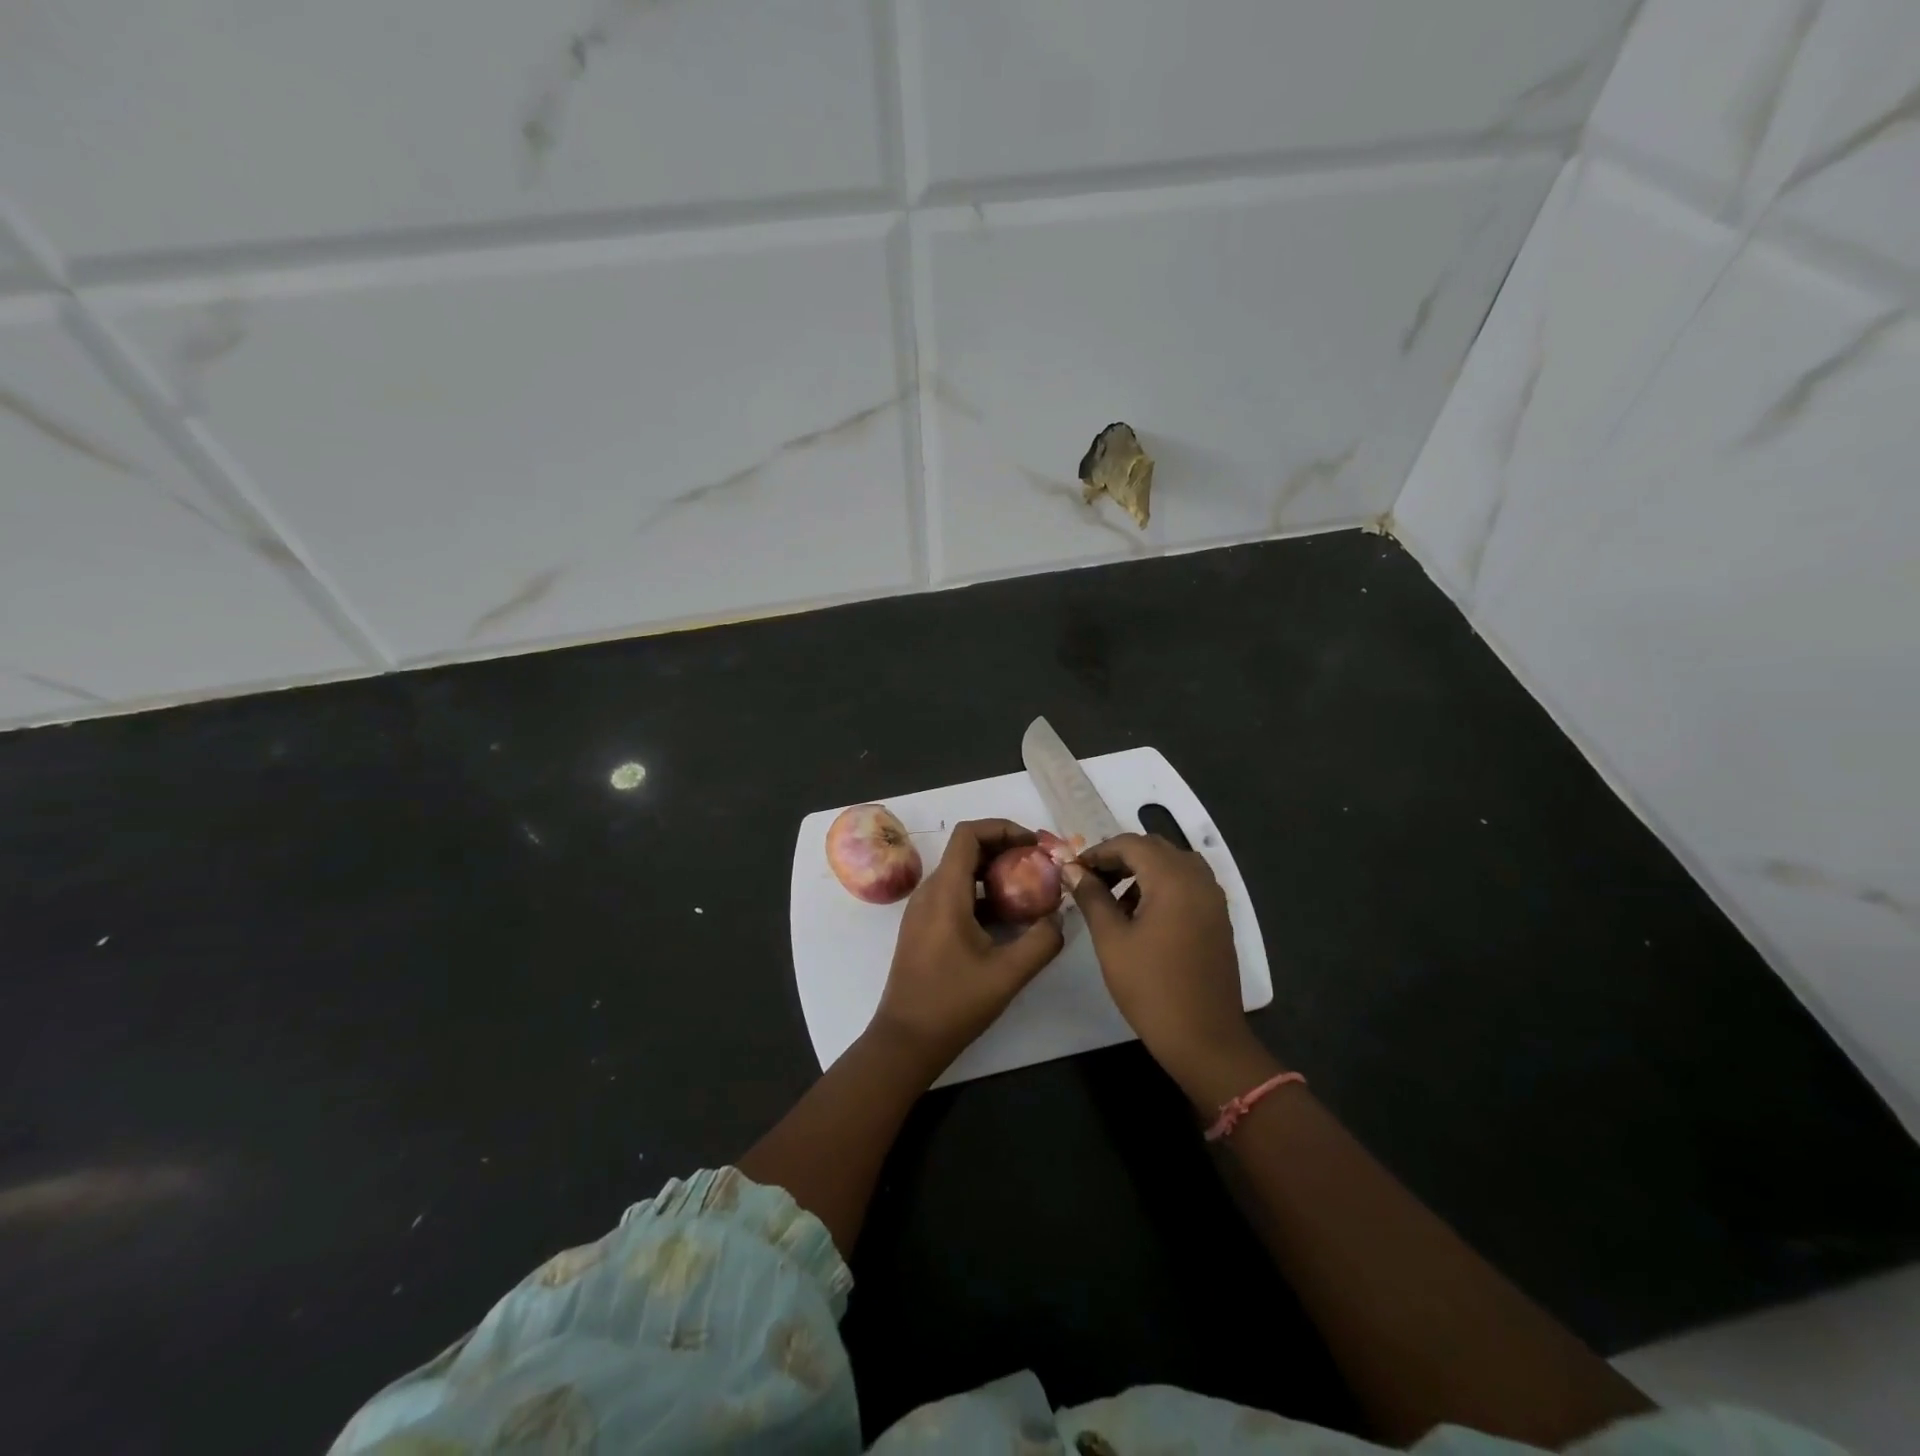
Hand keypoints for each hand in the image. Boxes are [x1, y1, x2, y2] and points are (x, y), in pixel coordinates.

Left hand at [870, 819, 1064, 1076]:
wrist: (906, 1040)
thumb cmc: (953, 1003)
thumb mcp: (1008, 973)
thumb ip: (1042, 940)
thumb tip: (1060, 917)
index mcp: (945, 892)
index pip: (969, 834)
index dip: (1003, 829)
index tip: (1035, 845)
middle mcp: (930, 892)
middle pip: (967, 850)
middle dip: (1006, 851)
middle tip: (1040, 867)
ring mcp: (923, 910)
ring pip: (961, 873)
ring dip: (995, 874)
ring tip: (1030, 892)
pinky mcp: (924, 927)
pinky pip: (955, 895)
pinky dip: (982, 894)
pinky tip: (1008, 920)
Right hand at [1071, 832, 1259, 1093]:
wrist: (1204, 1038)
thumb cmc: (1151, 987)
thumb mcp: (1111, 939)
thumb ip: (1092, 897)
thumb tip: (1072, 869)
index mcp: (1173, 878)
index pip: (1131, 843)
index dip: (1099, 851)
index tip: (1074, 870)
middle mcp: (1198, 879)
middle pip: (1155, 848)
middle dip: (1120, 857)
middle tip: (1091, 880)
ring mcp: (1213, 899)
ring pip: (1173, 864)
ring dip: (1142, 870)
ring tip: (1113, 898)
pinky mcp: (1218, 918)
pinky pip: (1188, 884)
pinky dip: (1162, 885)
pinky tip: (1141, 914)